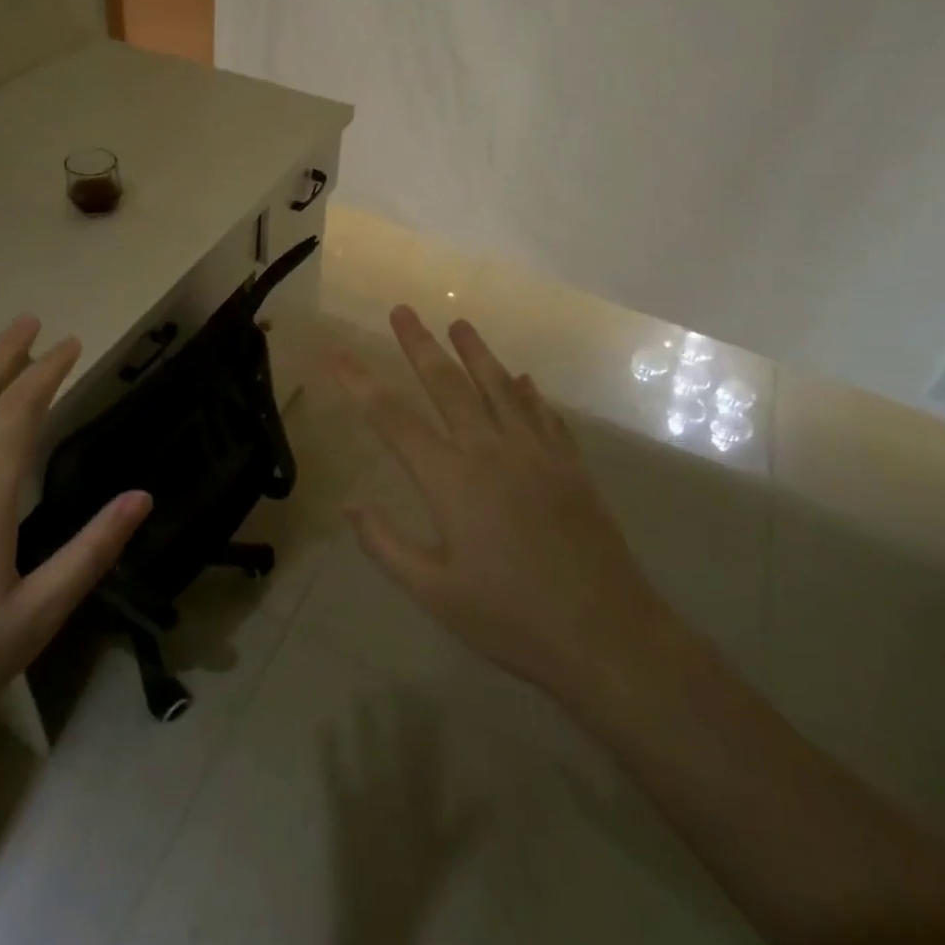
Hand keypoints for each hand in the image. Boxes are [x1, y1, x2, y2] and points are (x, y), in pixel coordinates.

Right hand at [332, 306, 665, 699]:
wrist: (606, 635)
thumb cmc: (511, 618)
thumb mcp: (434, 592)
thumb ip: (386, 544)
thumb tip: (349, 504)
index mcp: (451, 480)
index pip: (394, 420)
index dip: (362, 384)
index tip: (339, 353)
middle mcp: (491, 451)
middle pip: (448, 385)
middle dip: (420, 345)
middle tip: (402, 310)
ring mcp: (536, 453)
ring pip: (499, 388)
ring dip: (477, 352)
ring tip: (459, 323)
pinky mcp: (569, 465)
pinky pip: (544, 415)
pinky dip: (529, 392)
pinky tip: (523, 379)